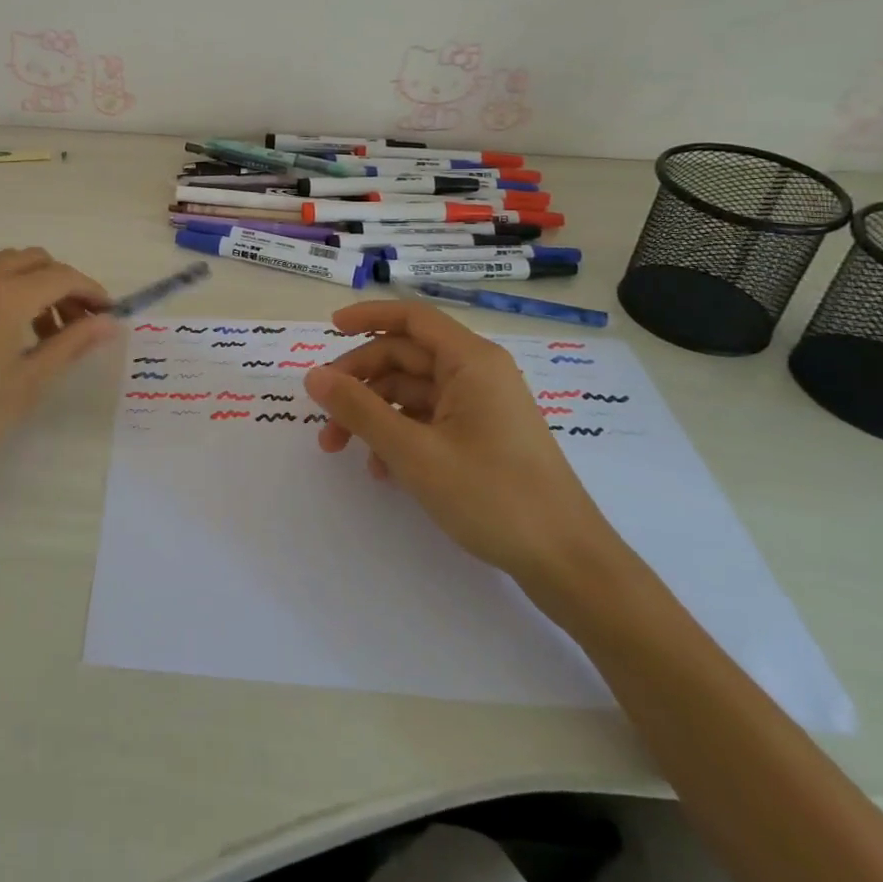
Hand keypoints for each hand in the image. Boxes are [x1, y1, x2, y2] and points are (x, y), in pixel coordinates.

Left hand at [0, 249, 114, 549]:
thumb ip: (71, 345)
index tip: (108, 315)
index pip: (62, 277)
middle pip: (32, 260)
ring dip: (30, 286)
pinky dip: (0, 292)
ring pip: (1, 266)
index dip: (91, 291)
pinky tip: (0, 336)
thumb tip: (109, 323)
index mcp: (4, 296)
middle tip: (76, 325)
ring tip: (41, 334)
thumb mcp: (27, 386)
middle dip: (62, 284)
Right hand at [303, 301, 619, 590]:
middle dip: (359, 382)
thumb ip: (359, 409)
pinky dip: (399, 435)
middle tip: (323, 413)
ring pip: (412, 393)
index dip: (367, 317)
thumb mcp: (414, 452)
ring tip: (341, 448)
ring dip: (373, 414)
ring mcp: (482, 408)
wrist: (568, 564)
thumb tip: (313, 376)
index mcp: (470, 362)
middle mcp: (477, 375)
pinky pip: (429, 420)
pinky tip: (381, 469)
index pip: (411, 318)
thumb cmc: (493, 496)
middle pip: (404, 358)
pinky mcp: (484, 438)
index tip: (329, 330)